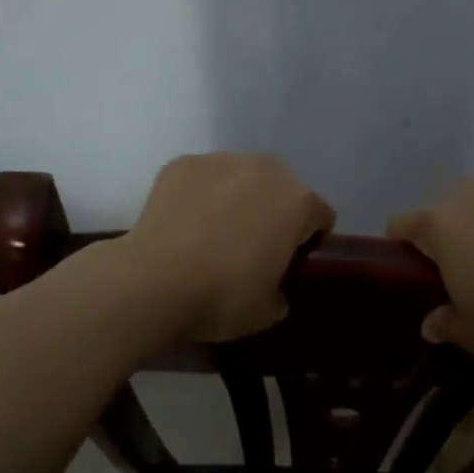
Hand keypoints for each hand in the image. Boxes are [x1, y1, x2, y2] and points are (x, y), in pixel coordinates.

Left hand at [123, 153, 335, 342]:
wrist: (153, 282)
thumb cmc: (221, 296)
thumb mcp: (266, 311)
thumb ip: (281, 292)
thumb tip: (273, 290)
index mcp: (297, 203)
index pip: (320, 216)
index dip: (309, 240)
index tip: (290, 261)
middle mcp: (265, 170)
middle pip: (282, 188)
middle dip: (273, 211)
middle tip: (251, 245)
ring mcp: (221, 161)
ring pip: (241, 176)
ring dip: (236, 197)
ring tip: (212, 230)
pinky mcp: (183, 163)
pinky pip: (202, 178)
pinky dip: (199, 193)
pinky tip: (185, 222)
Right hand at [388, 179, 473, 368]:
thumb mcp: (471, 333)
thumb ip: (444, 322)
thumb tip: (431, 323)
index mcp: (440, 226)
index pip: (401, 224)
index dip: (401, 245)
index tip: (413, 269)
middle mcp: (471, 196)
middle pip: (444, 209)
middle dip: (447, 233)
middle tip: (464, 268)